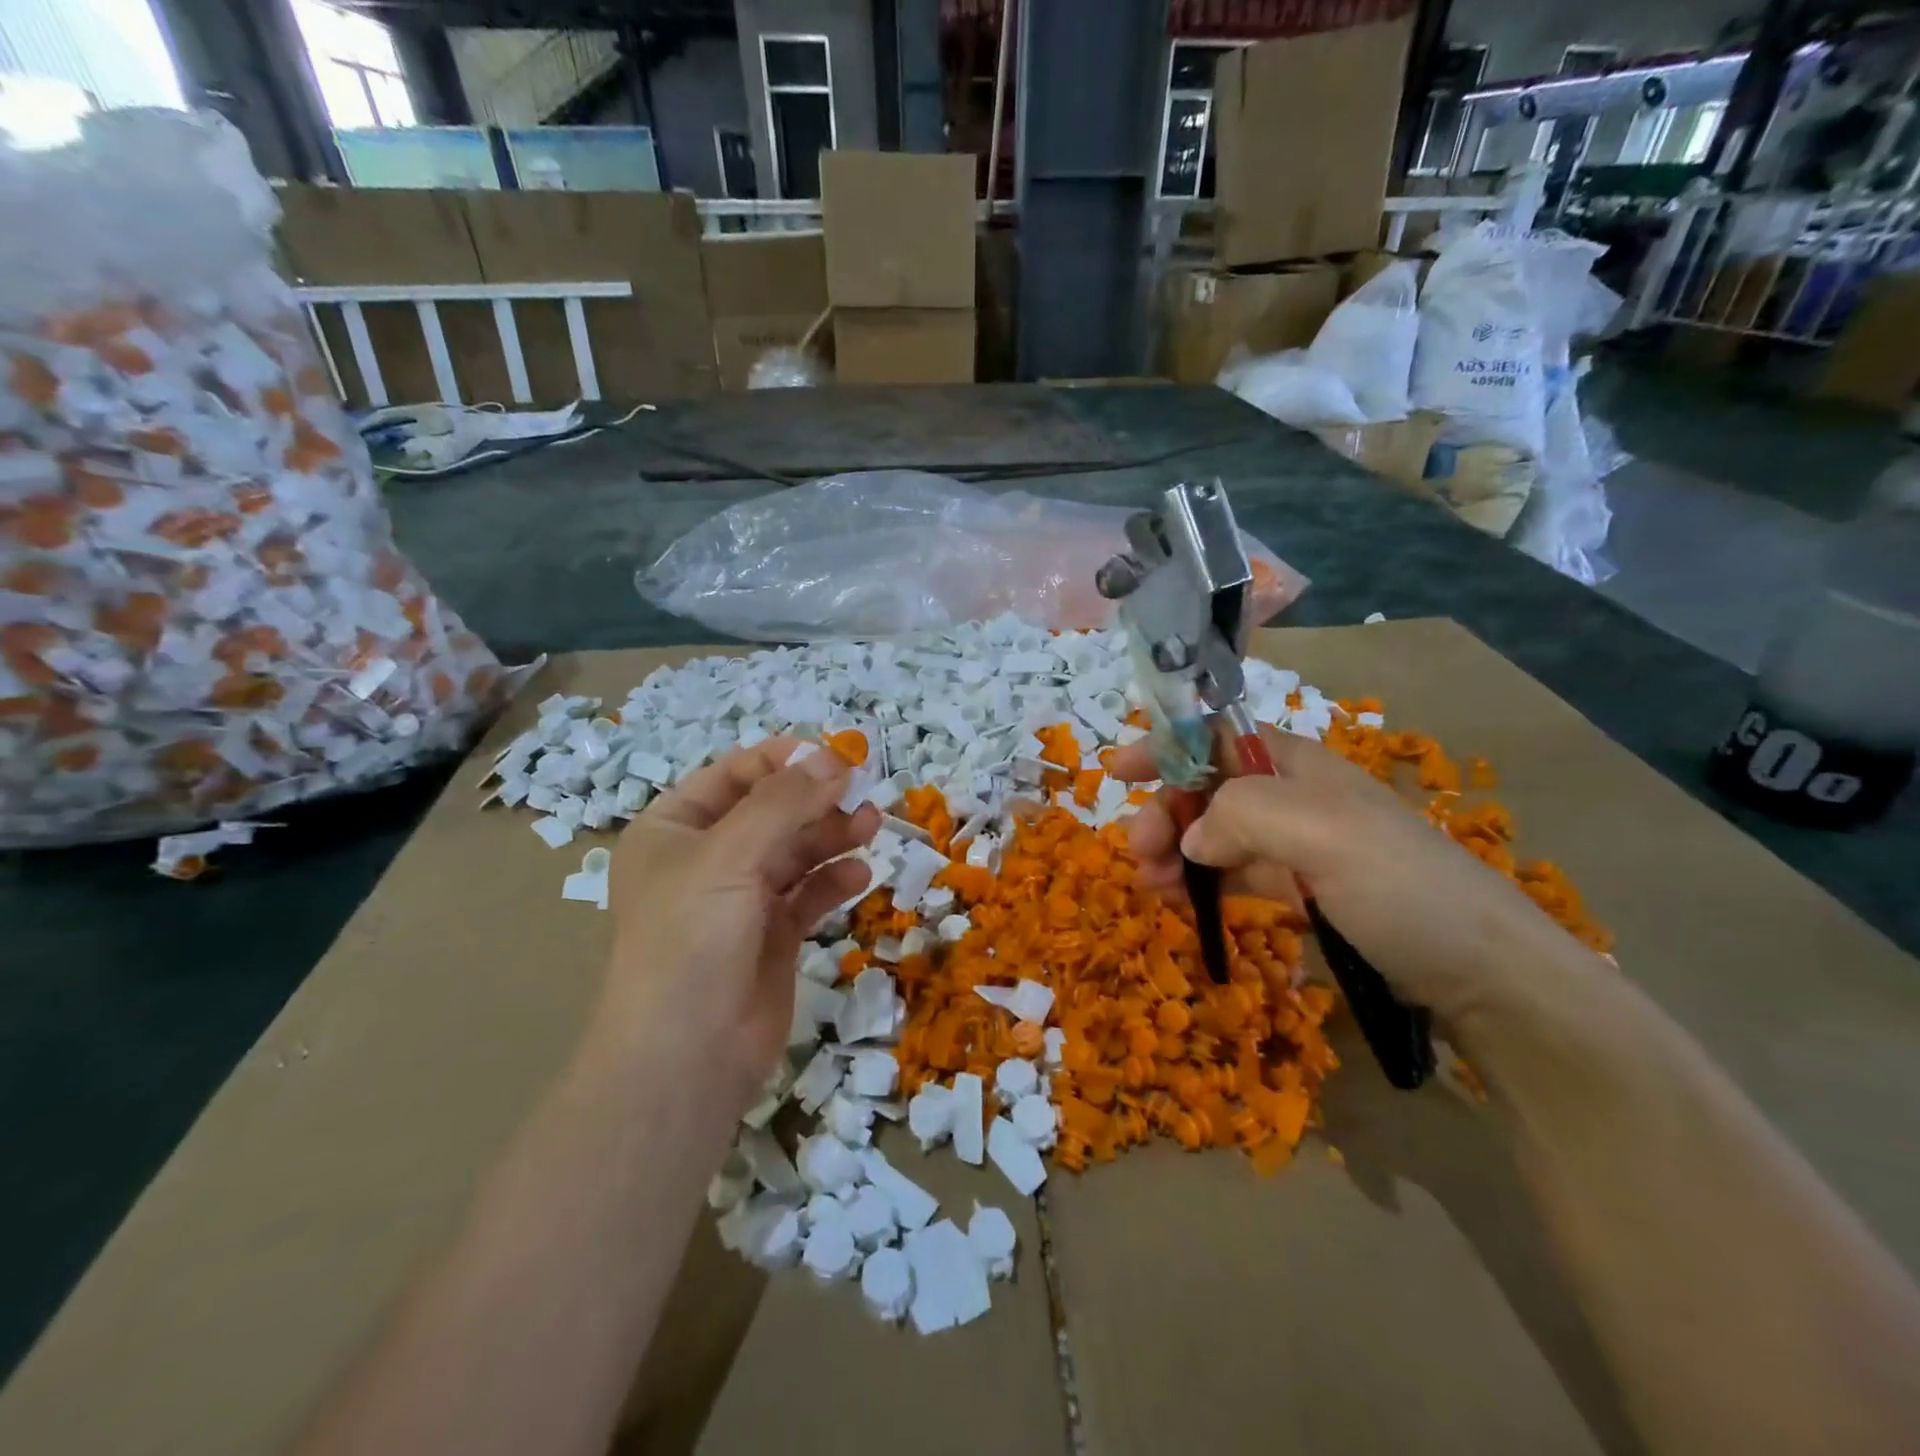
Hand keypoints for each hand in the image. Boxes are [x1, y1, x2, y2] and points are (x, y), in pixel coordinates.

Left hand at [596, 738, 878, 1116]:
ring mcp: (740, 899)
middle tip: (861, 790)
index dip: (782, 761)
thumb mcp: (730, 856)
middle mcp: (705, 859)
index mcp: (673, 830)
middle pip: (770, 812)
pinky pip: (807, 895)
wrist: (686, 1057)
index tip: (834, 753)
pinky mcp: (771, 936)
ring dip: (831, 836)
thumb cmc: (690, 940)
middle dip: (814, 799)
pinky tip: (859, 876)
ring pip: (794, 852)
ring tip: (870, 826)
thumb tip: (834, 756)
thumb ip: (785, 803)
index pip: (733, 776)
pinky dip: (832, 881)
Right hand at [1110, 726, 1583, 1024]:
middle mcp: (1291, 797)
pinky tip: (1181, 903)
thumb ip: (1243, 816)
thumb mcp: (1323, 834)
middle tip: (1137, 853)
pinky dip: (1201, 884)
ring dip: (1174, 854)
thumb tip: (1190, 840)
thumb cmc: (1402, 886)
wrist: (1483, 973)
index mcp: (1297, 765)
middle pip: (1206, 789)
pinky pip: (1233, 875)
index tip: (1119, 770)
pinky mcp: (1299, 890)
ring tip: (1149, 887)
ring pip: (1214, 835)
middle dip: (1164, 814)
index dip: (1166, 745)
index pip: (1215, 736)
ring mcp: (1295, 846)